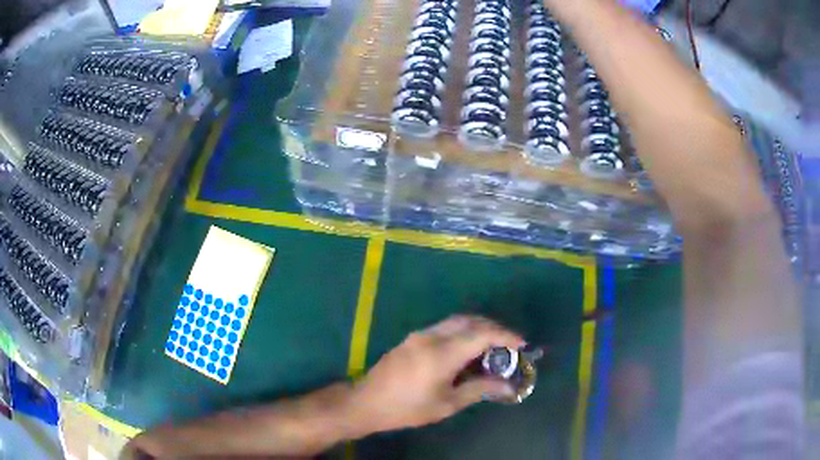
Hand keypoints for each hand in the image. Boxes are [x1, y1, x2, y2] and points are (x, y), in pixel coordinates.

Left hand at [349, 315, 525, 432]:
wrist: (367, 402)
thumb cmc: (408, 408)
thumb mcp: (447, 404)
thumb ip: (479, 389)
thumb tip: (507, 386)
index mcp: (442, 353)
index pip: (481, 334)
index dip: (505, 336)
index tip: (522, 344)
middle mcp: (431, 336)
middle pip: (469, 320)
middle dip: (493, 328)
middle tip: (509, 344)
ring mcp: (419, 335)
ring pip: (456, 321)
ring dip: (477, 328)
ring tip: (491, 347)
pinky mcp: (412, 338)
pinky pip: (444, 328)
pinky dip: (462, 332)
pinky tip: (467, 350)